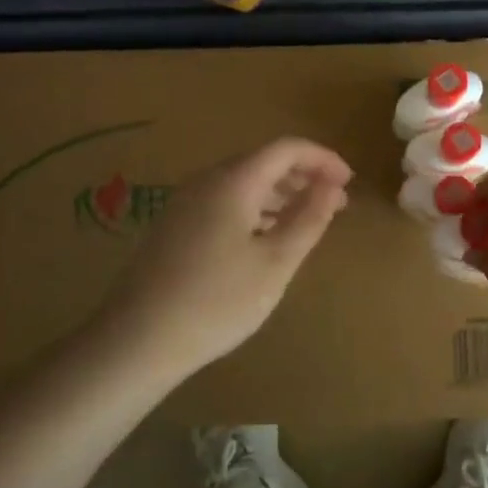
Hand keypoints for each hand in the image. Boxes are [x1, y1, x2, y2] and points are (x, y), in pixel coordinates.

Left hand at [88, 137, 352, 376]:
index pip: (286, 149)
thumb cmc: (217, 300)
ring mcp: (185, 203)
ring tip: (307, 220)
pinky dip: (255, 209)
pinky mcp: (174, 226)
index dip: (322, 159)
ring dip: (280, 194)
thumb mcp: (276, 262)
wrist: (138, 338)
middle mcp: (206, 181)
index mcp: (234, 181)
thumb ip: (308, 218)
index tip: (349, 182)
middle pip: (263, 162)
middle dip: (303, 177)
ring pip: (242, 183)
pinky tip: (266, 238)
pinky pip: (224, 202)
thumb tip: (331, 186)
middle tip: (335, 204)